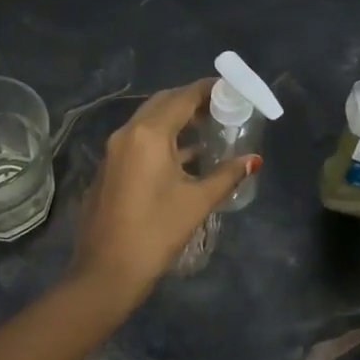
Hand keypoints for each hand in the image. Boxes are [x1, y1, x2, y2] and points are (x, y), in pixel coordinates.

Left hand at [69, 80, 258, 302]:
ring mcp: (114, 150)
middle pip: (163, 103)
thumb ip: (227, 174)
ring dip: (176, 120)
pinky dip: (162, 138)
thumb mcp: (196, 202)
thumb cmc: (156, 232)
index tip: (230, 88)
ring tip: (208, 127)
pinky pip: (139, 139)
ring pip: (149, 121)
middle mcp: (127, 133)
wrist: (106, 271)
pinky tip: (185, 155)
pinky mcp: (110, 168)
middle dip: (191, 101)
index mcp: (148, 134)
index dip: (207, 90)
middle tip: (221, 107)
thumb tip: (253, 159)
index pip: (182, 97)